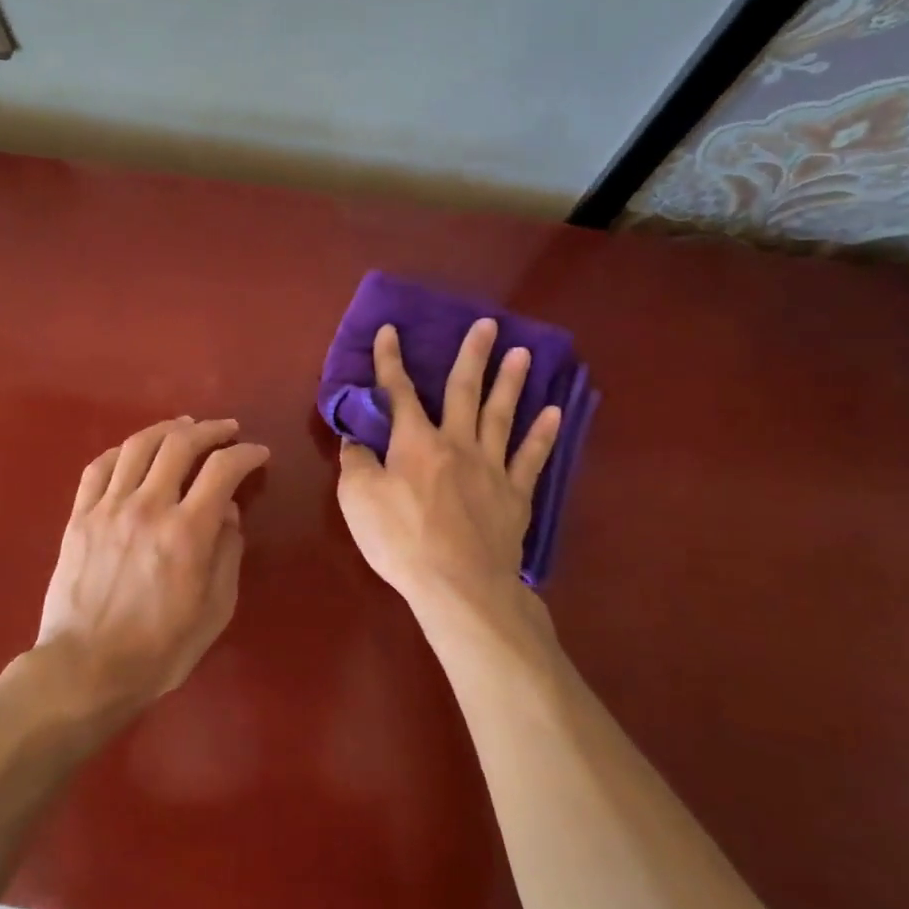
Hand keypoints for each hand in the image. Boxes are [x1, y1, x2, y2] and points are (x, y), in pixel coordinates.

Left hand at [36, 417, 269, 718]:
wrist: (85, 670)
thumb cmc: (159, 650)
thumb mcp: (214, 611)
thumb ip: (227, 554)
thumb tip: (226, 510)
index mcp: (186, 532)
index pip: (223, 469)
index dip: (246, 454)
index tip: (258, 453)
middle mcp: (147, 507)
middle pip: (180, 444)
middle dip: (210, 430)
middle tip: (227, 430)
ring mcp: (108, 508)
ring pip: (138, 446)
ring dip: (167, 429)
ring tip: (184, 427)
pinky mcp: (79, 516)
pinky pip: (100, 467)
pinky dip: (123, 450)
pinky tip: (135, 451)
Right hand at [336, 320, 559, 632]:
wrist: (459, 585)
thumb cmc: (401, 540)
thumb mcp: (358, 499)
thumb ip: (357, 462)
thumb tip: (355, 439)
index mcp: (415, 442)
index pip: (399, 392)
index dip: (391, 360)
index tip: (391, 329)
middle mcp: (456, 444)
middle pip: (465, 391)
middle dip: (472, 355)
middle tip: (488, 323)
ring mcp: (491, 468)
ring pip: (502, 415)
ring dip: (512, 382)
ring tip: (523, 353)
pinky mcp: (514, 495)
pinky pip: (531, 458)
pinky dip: (542, 434)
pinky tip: (553, 413)